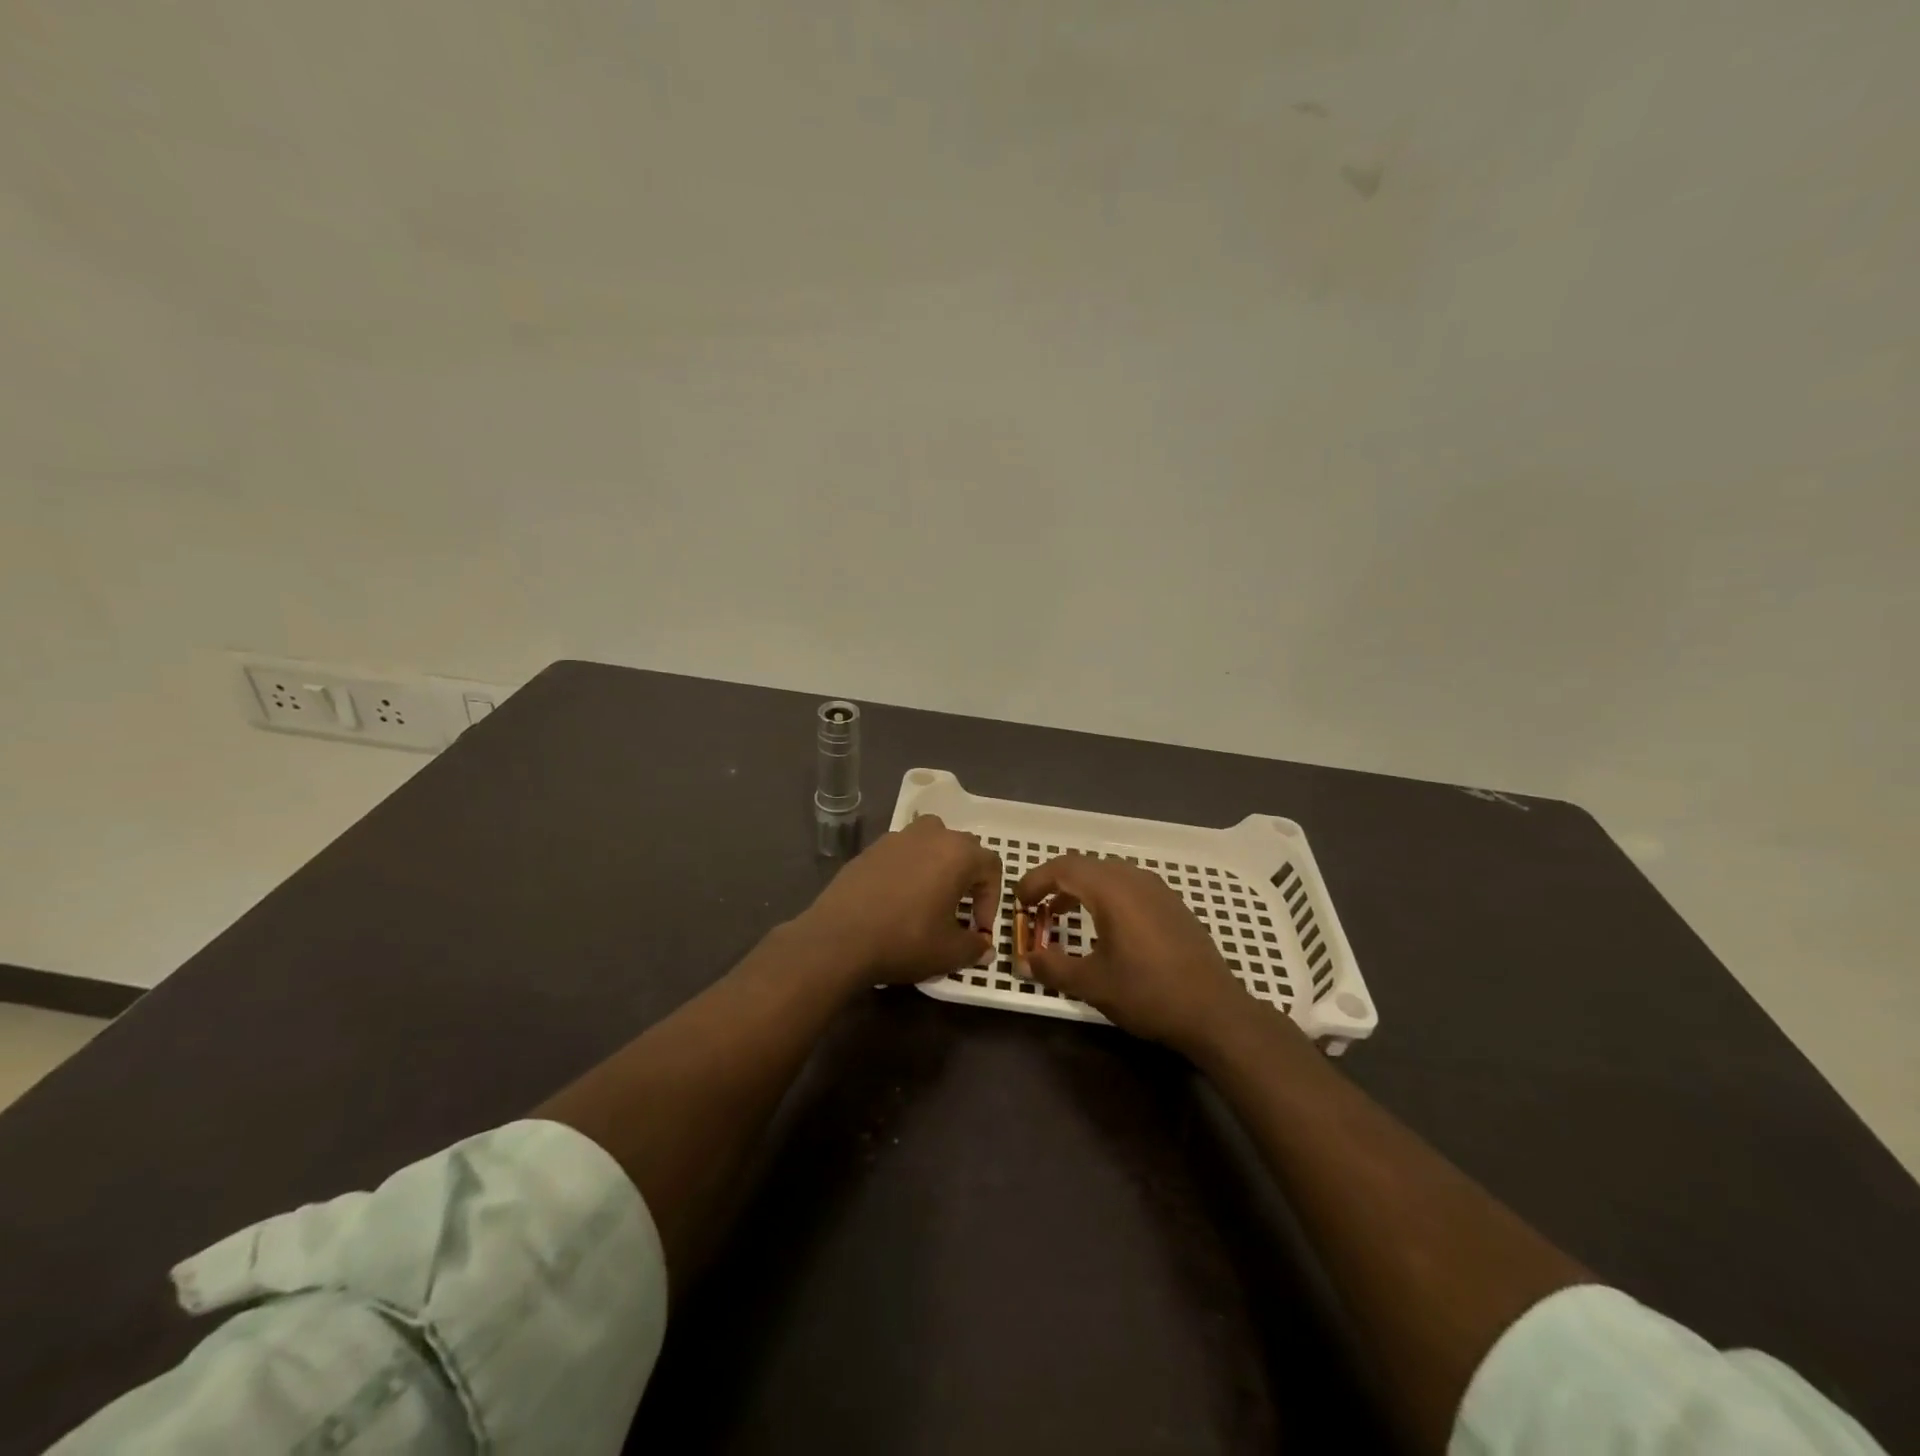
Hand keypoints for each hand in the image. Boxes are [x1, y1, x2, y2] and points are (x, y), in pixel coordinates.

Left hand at [797, 815, 1002, 986]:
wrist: (838, 938)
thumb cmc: (905, 940)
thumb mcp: (949, 953)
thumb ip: (975, 948)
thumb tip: (984, 949)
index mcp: (957, 853)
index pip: (991, 866)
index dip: (991, 899)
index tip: (978, 929)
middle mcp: (931, 835)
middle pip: (962, 848)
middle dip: (967, 878)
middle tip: (958, 911)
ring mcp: (897, 838)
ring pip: (930, 842)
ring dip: (938, 866)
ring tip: (930, 898)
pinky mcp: (871, 848)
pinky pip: (902, 852)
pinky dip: (909, 869)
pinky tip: (897, 899)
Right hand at [1015, 854, 1248, 1053]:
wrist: (1215, 1011)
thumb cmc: (1148, 993)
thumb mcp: (1092, 983)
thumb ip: (1053, 967)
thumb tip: (1023, 961)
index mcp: (1111, 889)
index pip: (1063, 868)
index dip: (1035, 880)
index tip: (1019, 902)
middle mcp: (1134, 879)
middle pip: (1084, 865)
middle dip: (1055, 882)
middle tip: (1037, 909)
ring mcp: (1157, 889)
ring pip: (1108, 873)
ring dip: (1080, 888)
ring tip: (1063, 915)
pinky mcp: (1172, 904)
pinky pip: (1128, 885)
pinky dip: (1105, 895)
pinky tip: (1105, 926)